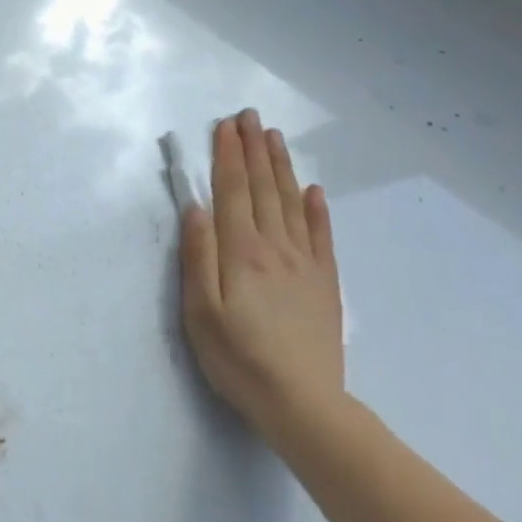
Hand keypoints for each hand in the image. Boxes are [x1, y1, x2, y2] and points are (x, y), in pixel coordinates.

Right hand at [180, 110, 344, 443]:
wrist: (303, 405)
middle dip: (254, 149)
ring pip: (291, 203)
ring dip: (281, 167)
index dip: (228, 155)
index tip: (225, 125)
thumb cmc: (239, 358)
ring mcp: (304, 263)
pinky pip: (322, 236)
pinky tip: (313, 190)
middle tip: (250, 116)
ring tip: (274, 137)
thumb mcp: (200, 311)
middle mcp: (274, 247)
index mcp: (241, 251)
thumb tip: (197, 208)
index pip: (233, 191)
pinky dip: (317, 209)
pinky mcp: (324, 284)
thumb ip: (198, 256)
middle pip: (263, 188)